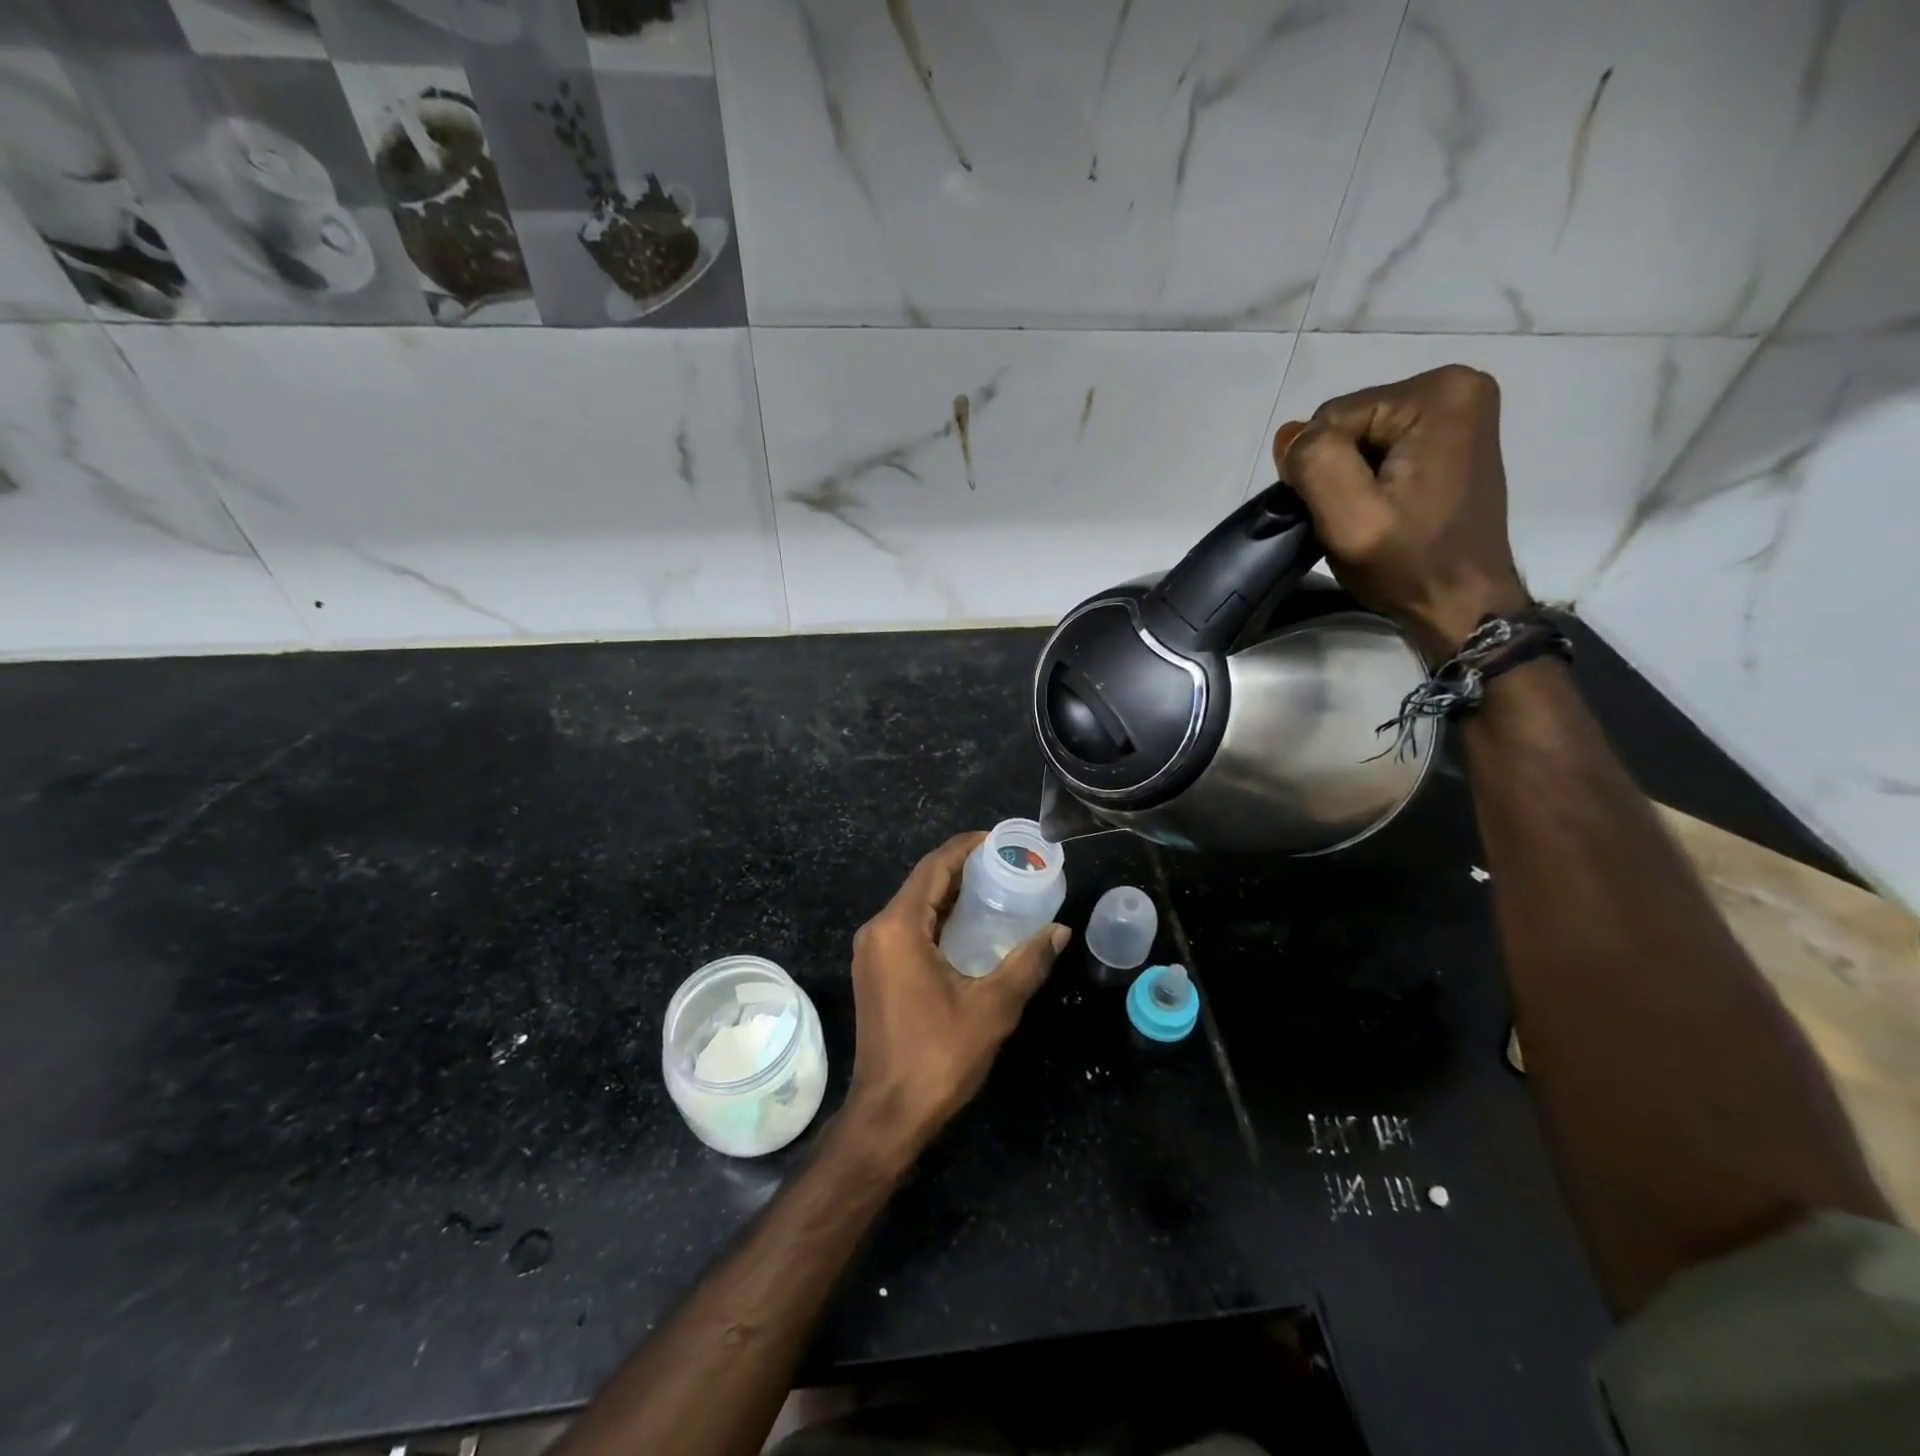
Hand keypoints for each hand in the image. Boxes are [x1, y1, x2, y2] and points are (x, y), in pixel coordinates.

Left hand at [842, 833, 1068, 1165]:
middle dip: (964, 870)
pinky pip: (908, 929)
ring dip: (952, 896)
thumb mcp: (993, 1007)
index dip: (967, 847)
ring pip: (915, 906)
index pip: (934, 867)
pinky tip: (971, 930)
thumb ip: (1028, 963)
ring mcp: (872, 952)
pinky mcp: (875, 972)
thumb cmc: (938, 1056)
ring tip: (997, 892)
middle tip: (1008, 868)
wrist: (887, 1115)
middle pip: (923, 883)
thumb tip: (1059, 931)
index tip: (1002, 842)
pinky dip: (939, 920)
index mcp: (898, 927)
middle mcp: (878, 930)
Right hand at [1274, 364, 1529, 658]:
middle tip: (1357, 518)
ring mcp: (1459, 412)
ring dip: (1351, 479)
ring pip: (1360, 438)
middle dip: (1338, 471)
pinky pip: (1382, 448)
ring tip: (1373, 517)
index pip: (1332, 419)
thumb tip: (1290, 435)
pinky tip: (1386, 509)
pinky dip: (1371, 480)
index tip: (1344, 512)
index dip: (1321, 470)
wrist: (1461, 602)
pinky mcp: (1452, 437)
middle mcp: (1456, 387)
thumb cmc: (1408, 564)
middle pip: (1349, 424)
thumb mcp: (1349, 519)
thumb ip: (1315, 463)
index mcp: (1438, 394)